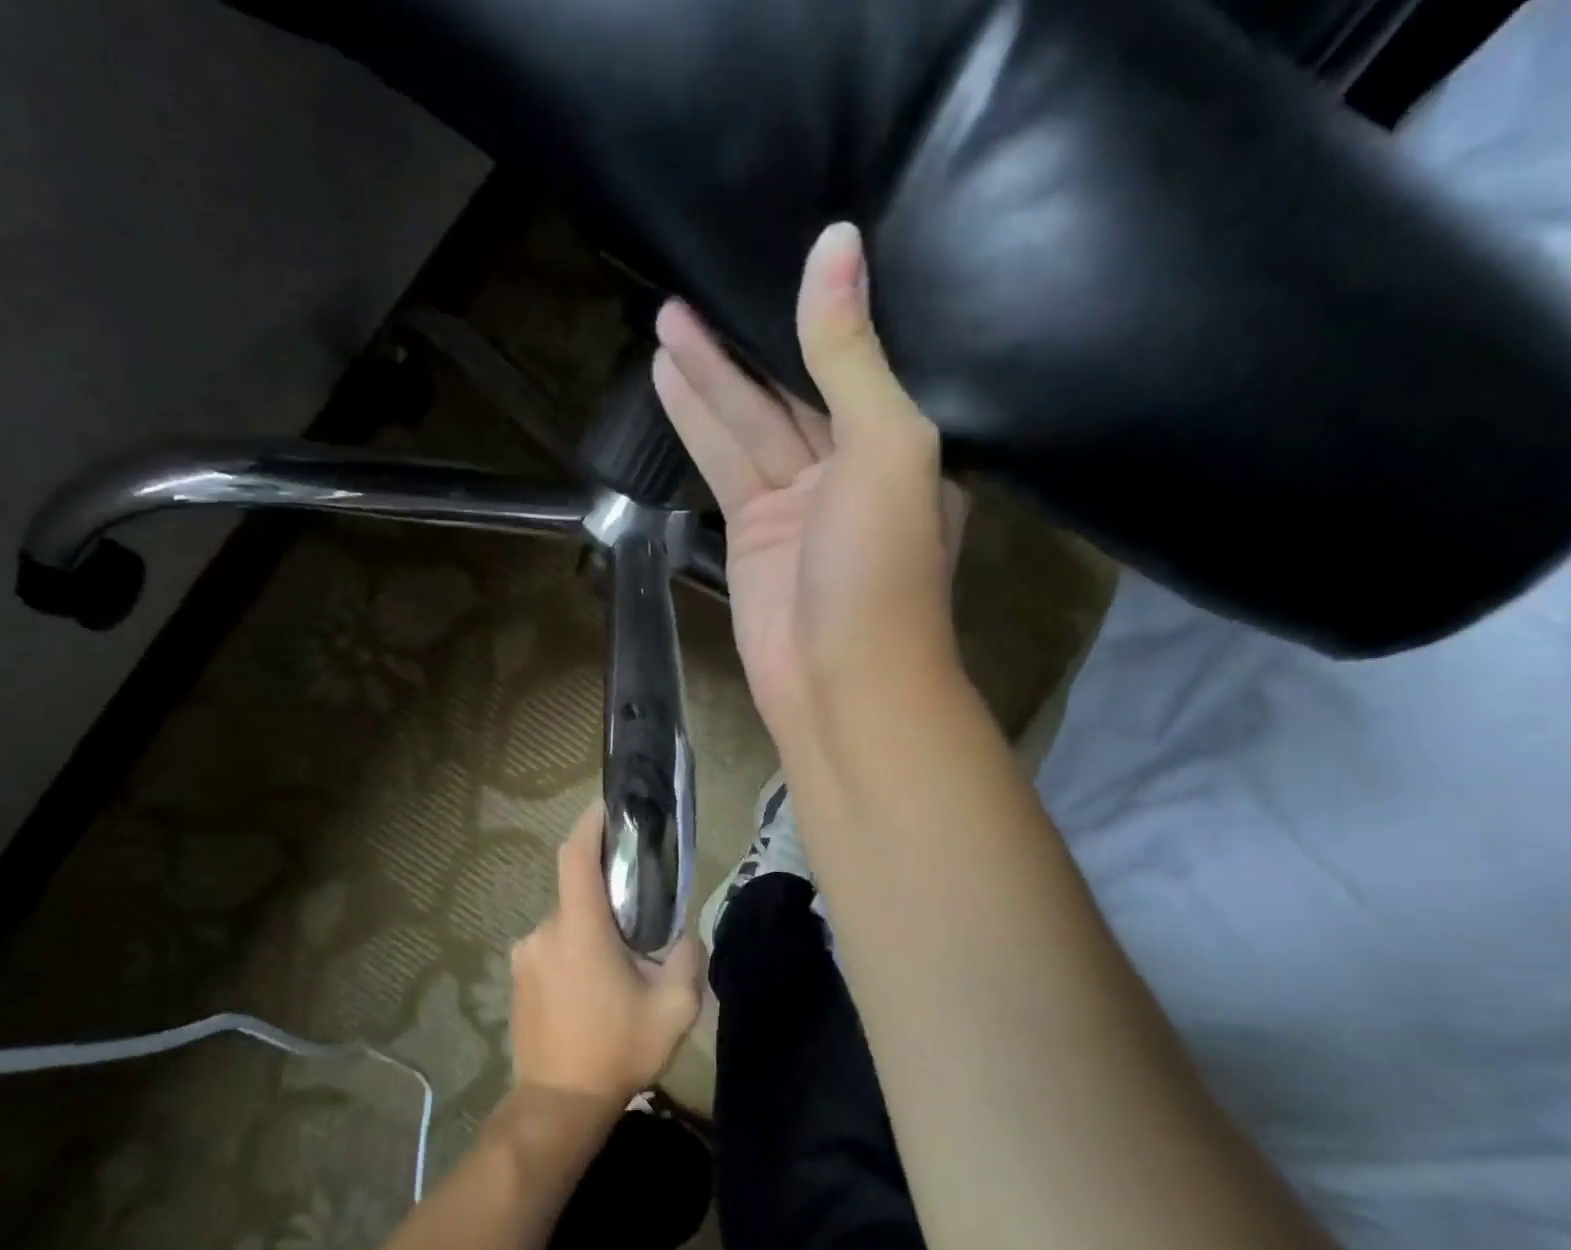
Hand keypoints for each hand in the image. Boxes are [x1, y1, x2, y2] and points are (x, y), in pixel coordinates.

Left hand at [509, 803, 705, 1105]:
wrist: (558, 1105)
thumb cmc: (617, 1049)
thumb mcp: (675, 1007)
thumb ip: (686, 957)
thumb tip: (680, 934)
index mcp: (580, 929)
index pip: (576, 856)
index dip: (590, 823)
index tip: (608, 805)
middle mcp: (545, 932)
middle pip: (580, 894)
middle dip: (610, 901)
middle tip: (641, 928)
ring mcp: (525, 955)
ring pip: (568, 925)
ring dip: (594, 934)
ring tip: (620, 972)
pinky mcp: (518, 978)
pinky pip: (553, 948)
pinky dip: (576, 953)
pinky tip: (594, 991)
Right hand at [652, 221, 968, 745]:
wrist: (842, 682)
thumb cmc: (880, 569)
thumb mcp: (884, 449)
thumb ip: (852, 356)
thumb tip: (836, 246)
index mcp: (901, 443)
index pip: (856, 358)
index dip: (814, 309)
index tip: (778, 249)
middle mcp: (850, 467)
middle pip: (792, 386)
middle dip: (746, 338)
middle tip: (698, 277)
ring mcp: (797, 503)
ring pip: (750, 422)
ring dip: (710, 374)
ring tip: (669, 314)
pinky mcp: (752, 534)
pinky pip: (723, 464)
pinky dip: (697, 423)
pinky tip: (669, 378)